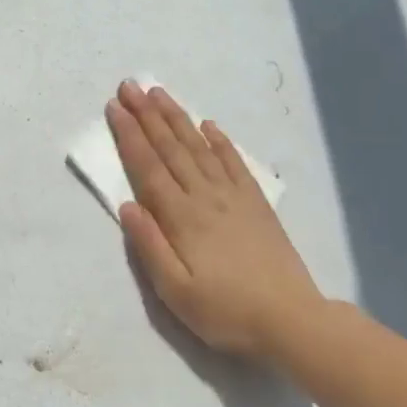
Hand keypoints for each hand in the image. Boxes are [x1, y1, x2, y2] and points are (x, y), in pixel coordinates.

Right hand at [107, 79, 324, 358]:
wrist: (291, 320)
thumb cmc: (225, 311)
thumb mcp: (175, 291)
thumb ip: (149, 246)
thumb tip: (127, 205)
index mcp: (180, 217)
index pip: (148, 167)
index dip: (129, 135)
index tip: (114, 107)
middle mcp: (204, 196)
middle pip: (170, 148)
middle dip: (146, 115)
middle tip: (129, 85)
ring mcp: (233, 196)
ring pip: (199, 147)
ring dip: (177, 118)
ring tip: (159, 93)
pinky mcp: (256, 203)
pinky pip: (235, 162)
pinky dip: (220, 141)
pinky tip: (209, 125)